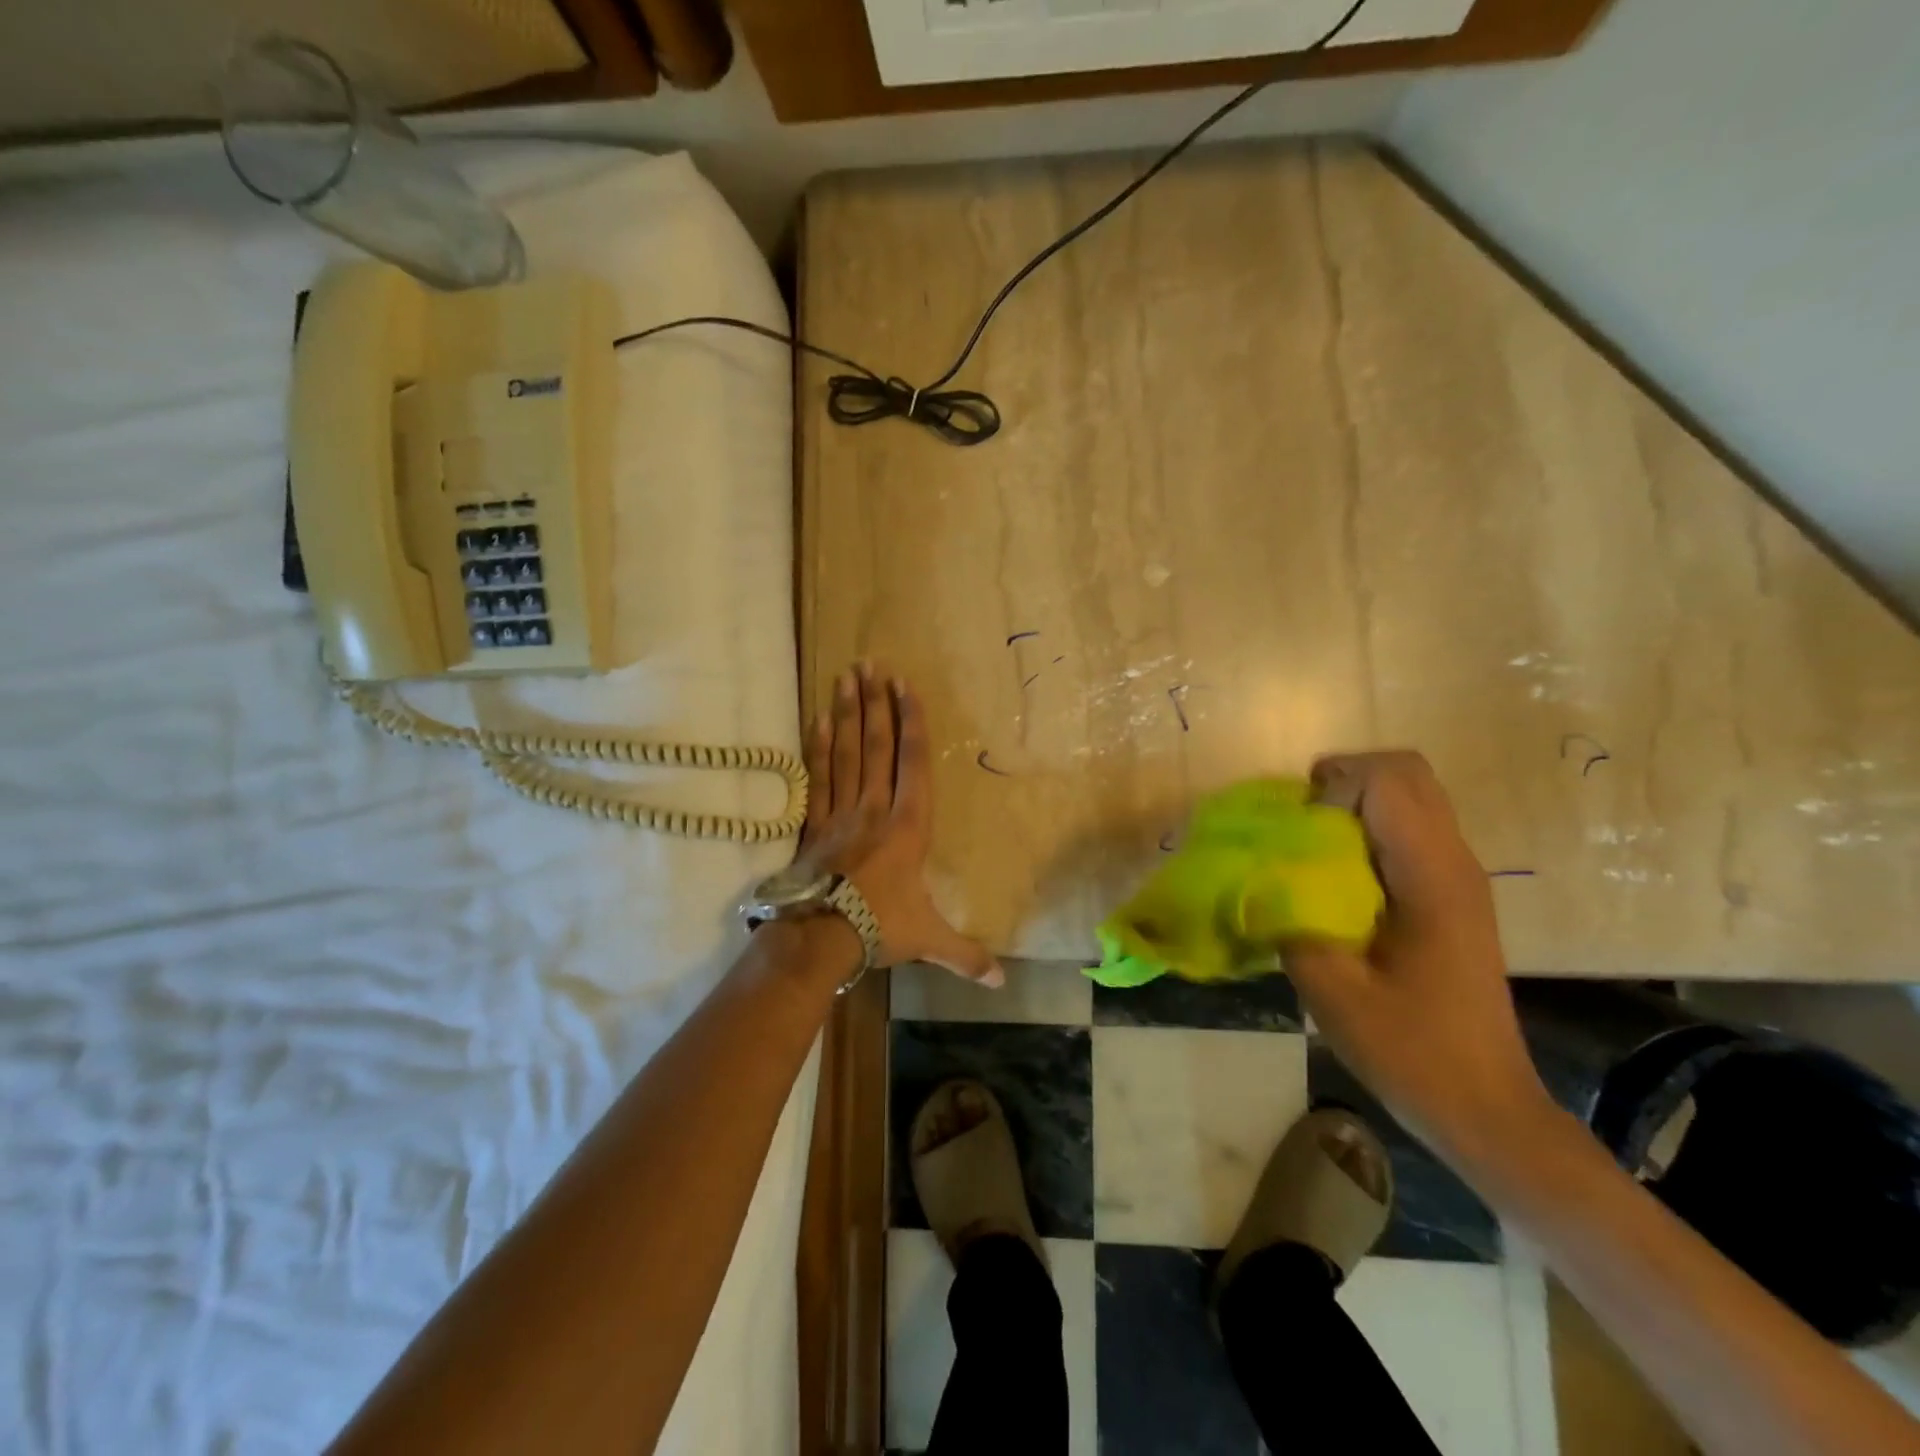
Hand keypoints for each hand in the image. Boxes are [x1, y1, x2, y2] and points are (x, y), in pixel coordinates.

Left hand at [798, 663, 1002, 986]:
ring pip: (847, 754)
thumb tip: (1002, 982)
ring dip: (848, 714)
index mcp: (908, 826)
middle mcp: (875, 809)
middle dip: (876, 704)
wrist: (820, 938)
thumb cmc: (880, 929)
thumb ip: (965, 954)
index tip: (904, 686)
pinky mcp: (815, 824)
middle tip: (870, 664)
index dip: (911, 722)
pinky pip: (819, 778)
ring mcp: (841, 813)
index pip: (912, 763)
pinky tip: (819, 720)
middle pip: (877, 747)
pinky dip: (819, 748)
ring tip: (846, 677)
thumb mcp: (929, 938)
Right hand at [1284, 751, 1552, 1161]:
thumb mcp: (1331, 990)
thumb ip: (1288, 920)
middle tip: (1300, 823)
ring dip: (1355, 803)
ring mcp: (1459, 876)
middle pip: (1405, 771)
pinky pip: (1410, 829)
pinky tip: (1338, 878)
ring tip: (1312, 849)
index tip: (1298, 832)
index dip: (1331, 787)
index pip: (1386, 779)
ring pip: (1410, 796)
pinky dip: (1368, 829)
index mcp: (1431, 876)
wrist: (1485, 1109)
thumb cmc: (1411, 1052)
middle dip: (1343, 780)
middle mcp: (1454, 861)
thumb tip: (1256, 875)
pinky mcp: (1452, 895)